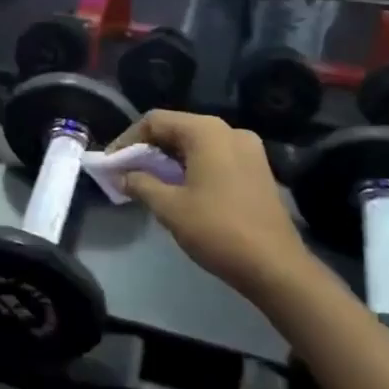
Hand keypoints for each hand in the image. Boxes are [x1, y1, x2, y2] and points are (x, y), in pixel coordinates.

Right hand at [111, 111, 313, 299]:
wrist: (276, 268)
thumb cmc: (217, 230)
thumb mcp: (169, 207)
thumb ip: (140, 184)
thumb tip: (122, 176)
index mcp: (207, 132)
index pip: (155, 120)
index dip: (127, 139)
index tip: (112, 163)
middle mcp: (229, 131)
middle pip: (177, 128)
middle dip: (148, 148)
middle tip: (126, 171)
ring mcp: (249, 150)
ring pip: (197, 143)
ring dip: (169, 158)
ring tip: (148, 180)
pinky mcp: (258, 169)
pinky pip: (215, 156)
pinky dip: (192, 165)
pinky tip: (180, 187)